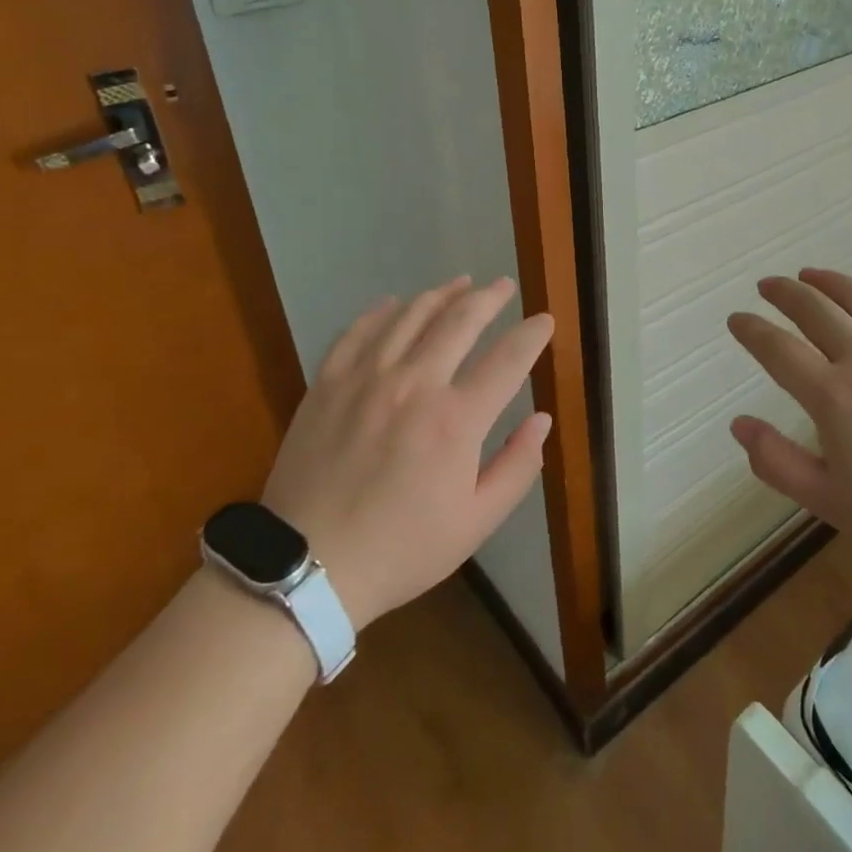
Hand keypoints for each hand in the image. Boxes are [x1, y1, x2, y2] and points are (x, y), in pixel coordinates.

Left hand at [260, 276, 553, 627]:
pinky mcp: (328, 383)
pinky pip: (359, 330)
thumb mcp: (476, 523)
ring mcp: (366, 379)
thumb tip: (542, 420)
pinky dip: (382, 311)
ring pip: (411, 315)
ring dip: (441, 294)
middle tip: (504, 286)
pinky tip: (396, 304)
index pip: (508, 359)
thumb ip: (517, 467)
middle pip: (460, 321)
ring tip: (461, 283)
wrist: (306, 568)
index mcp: (456, 420)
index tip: (545, 320)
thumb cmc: (401, 549)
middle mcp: (414, 385)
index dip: (532, 335)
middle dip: (489, 298)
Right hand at [727, 269, 851, 564]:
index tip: (737, 319)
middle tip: (767, 286)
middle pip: (813, 309)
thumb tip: (739, 425)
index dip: (751, 330)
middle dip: (783, 292)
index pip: (777, 349)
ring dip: (827, 280)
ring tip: (808, 274)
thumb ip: (777, 463)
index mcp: (832, 395)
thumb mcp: (829, 502)